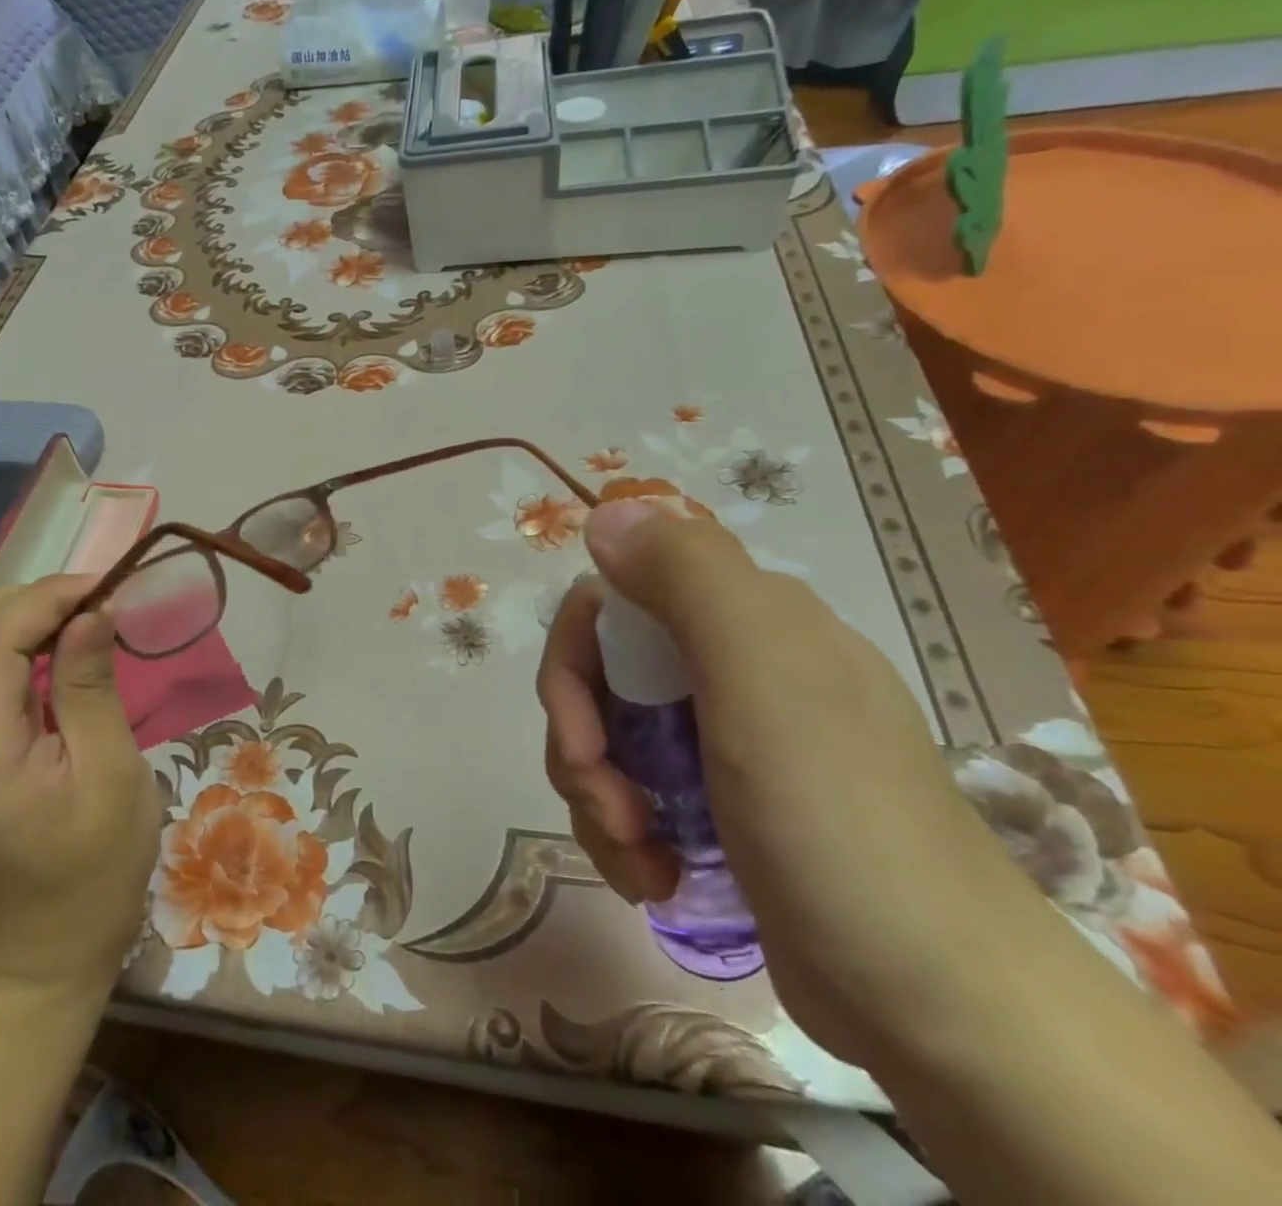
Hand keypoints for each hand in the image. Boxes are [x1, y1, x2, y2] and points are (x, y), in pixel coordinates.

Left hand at [0, 576, 161, 993]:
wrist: (45, 950)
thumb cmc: (95, 869)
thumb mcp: (112, 775)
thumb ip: (90, 686)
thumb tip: (91, 610)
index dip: (45, 596)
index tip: (104, 590)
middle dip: (9, 601)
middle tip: (75, 615)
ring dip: (3, 619)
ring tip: (67, 632)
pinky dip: (2, 646)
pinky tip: (50, 662)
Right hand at [539, 498, 1047, 1067]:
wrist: (942, 1006)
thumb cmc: (837, 820)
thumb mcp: (762, 677)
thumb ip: (686, 576)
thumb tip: (607, 512)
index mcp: (747, 620)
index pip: (611, 601)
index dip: (575, 662)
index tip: (582, 736)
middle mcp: (737, 666)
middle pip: (603, 675)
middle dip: (582, 743)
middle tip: (610, 808)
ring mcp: (731, 740)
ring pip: (612, 738)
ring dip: (598, 798)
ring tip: (638, 858)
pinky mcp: (726, 806)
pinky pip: (638, 791)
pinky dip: (625, 832)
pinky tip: (654, 874)